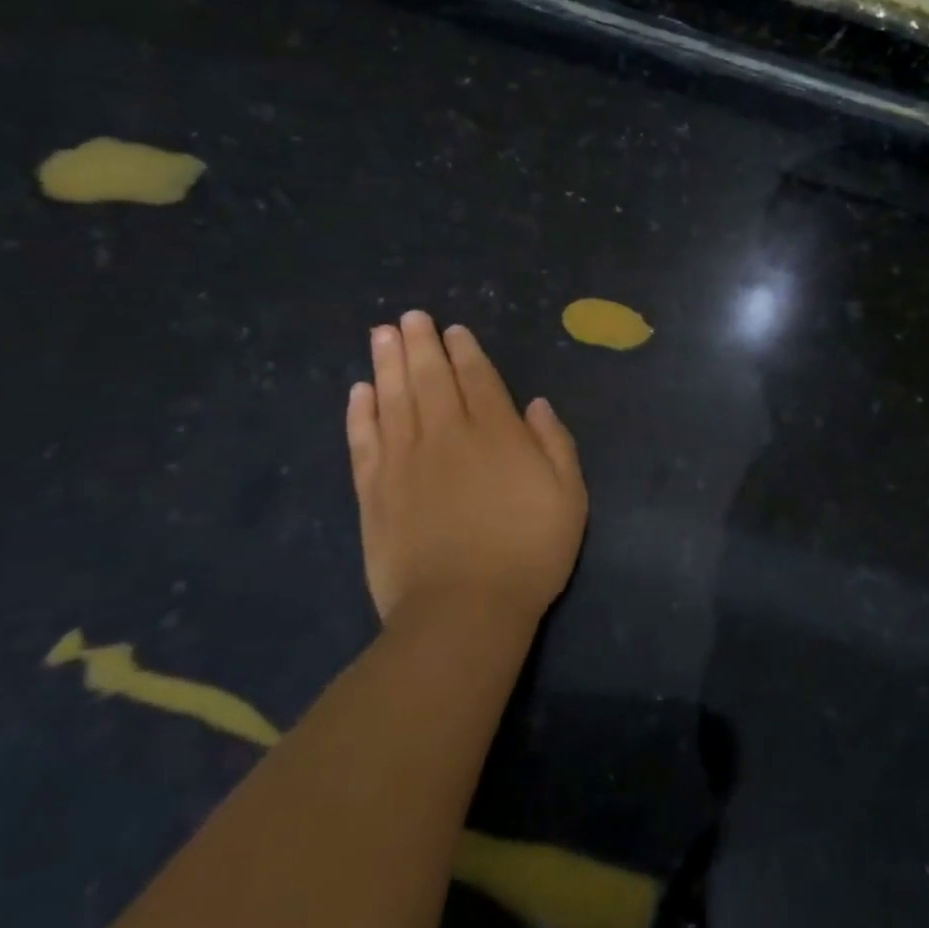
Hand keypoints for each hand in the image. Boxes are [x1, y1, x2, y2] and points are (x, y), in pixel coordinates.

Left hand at [347, 311, 587, 623]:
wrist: (462, 610)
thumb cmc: (529, 553)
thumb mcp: (569, 497)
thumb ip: (555, 444)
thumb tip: (535, 405)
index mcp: (497, 434)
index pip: (478, 379)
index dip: (465, 352)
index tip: (453, 331)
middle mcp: (447, 435)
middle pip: (430, 378)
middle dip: (421, 344)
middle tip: (410, 317)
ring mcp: (405, 461)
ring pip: (393, 398)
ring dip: (387, 363)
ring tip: (382, 334)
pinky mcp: (374, 490)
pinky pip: (364, 439)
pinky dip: (360, 412)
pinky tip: (359, 391)